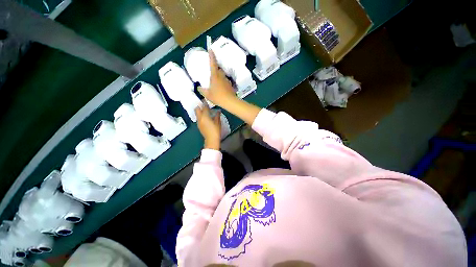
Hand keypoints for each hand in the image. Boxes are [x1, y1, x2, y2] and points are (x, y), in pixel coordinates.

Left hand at [195, 105, 220, 149]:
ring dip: (200, 111)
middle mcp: (200, 118)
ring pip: (197, 114)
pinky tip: (205, 117)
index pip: (204, 107)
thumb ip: (217, 115)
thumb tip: (218, 111)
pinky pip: (198, 118)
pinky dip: (201, 116)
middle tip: (204, 105)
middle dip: (200, 106)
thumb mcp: (218, 122)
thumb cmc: (216, 130)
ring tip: (205, 111)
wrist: (211, 139)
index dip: (205, 103)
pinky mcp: (199, 125)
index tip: (206, 100)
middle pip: (197, 109)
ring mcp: (198, 122)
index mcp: (205, 116)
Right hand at [198, 51, 238, 107]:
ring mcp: (227, 81)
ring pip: (223, 76)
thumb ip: (202, 90)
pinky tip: (221, 89)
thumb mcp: (207, 95)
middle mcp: (221, 76)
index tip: (211, 49)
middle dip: (216, 70)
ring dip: (219, 77)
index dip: (212, 56)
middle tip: (212, 75)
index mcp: (215, 76)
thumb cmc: (217, 97)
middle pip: (219, 70)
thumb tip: (199, 88)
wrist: (230, 102)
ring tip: (216, 84)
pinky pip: (226, 82)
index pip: (213, 64)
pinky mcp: (230, 85)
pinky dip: (223, 83)